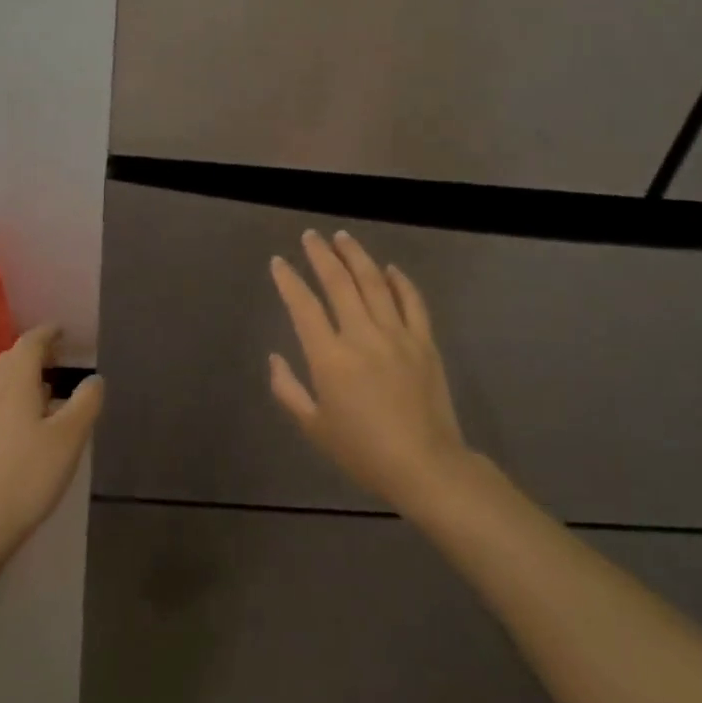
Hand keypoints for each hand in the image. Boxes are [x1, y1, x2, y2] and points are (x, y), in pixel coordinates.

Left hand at [0, 325, 103, 561]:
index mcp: (15, 383)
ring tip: (46, 388)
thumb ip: (86, 403)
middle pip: (10, 359)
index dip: (47, 333)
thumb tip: (94, 378)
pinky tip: (25, 423)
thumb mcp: (69, 437)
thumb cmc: (29, 474)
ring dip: (22, 376)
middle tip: (58, 356)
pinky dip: (11, 398)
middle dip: (34, 352)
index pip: (29, 343)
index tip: (62, 330)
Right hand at [269, 231, 470, 516]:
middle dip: (321, 255)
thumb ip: (288, 390)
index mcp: (330, 358)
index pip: (304, 306)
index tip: (279, 262)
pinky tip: (390, 268)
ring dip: (356, 256)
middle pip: (339, 282)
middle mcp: (362, 336)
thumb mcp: (314, 427)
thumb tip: (276, 357)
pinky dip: (400, 281)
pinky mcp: (424, 342)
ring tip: (342, 237)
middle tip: (310, 236)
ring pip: (374, 282)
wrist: (425, 466)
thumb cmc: (363, 452)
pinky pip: (412, 301)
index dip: (288, 280)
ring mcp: (397, 335)